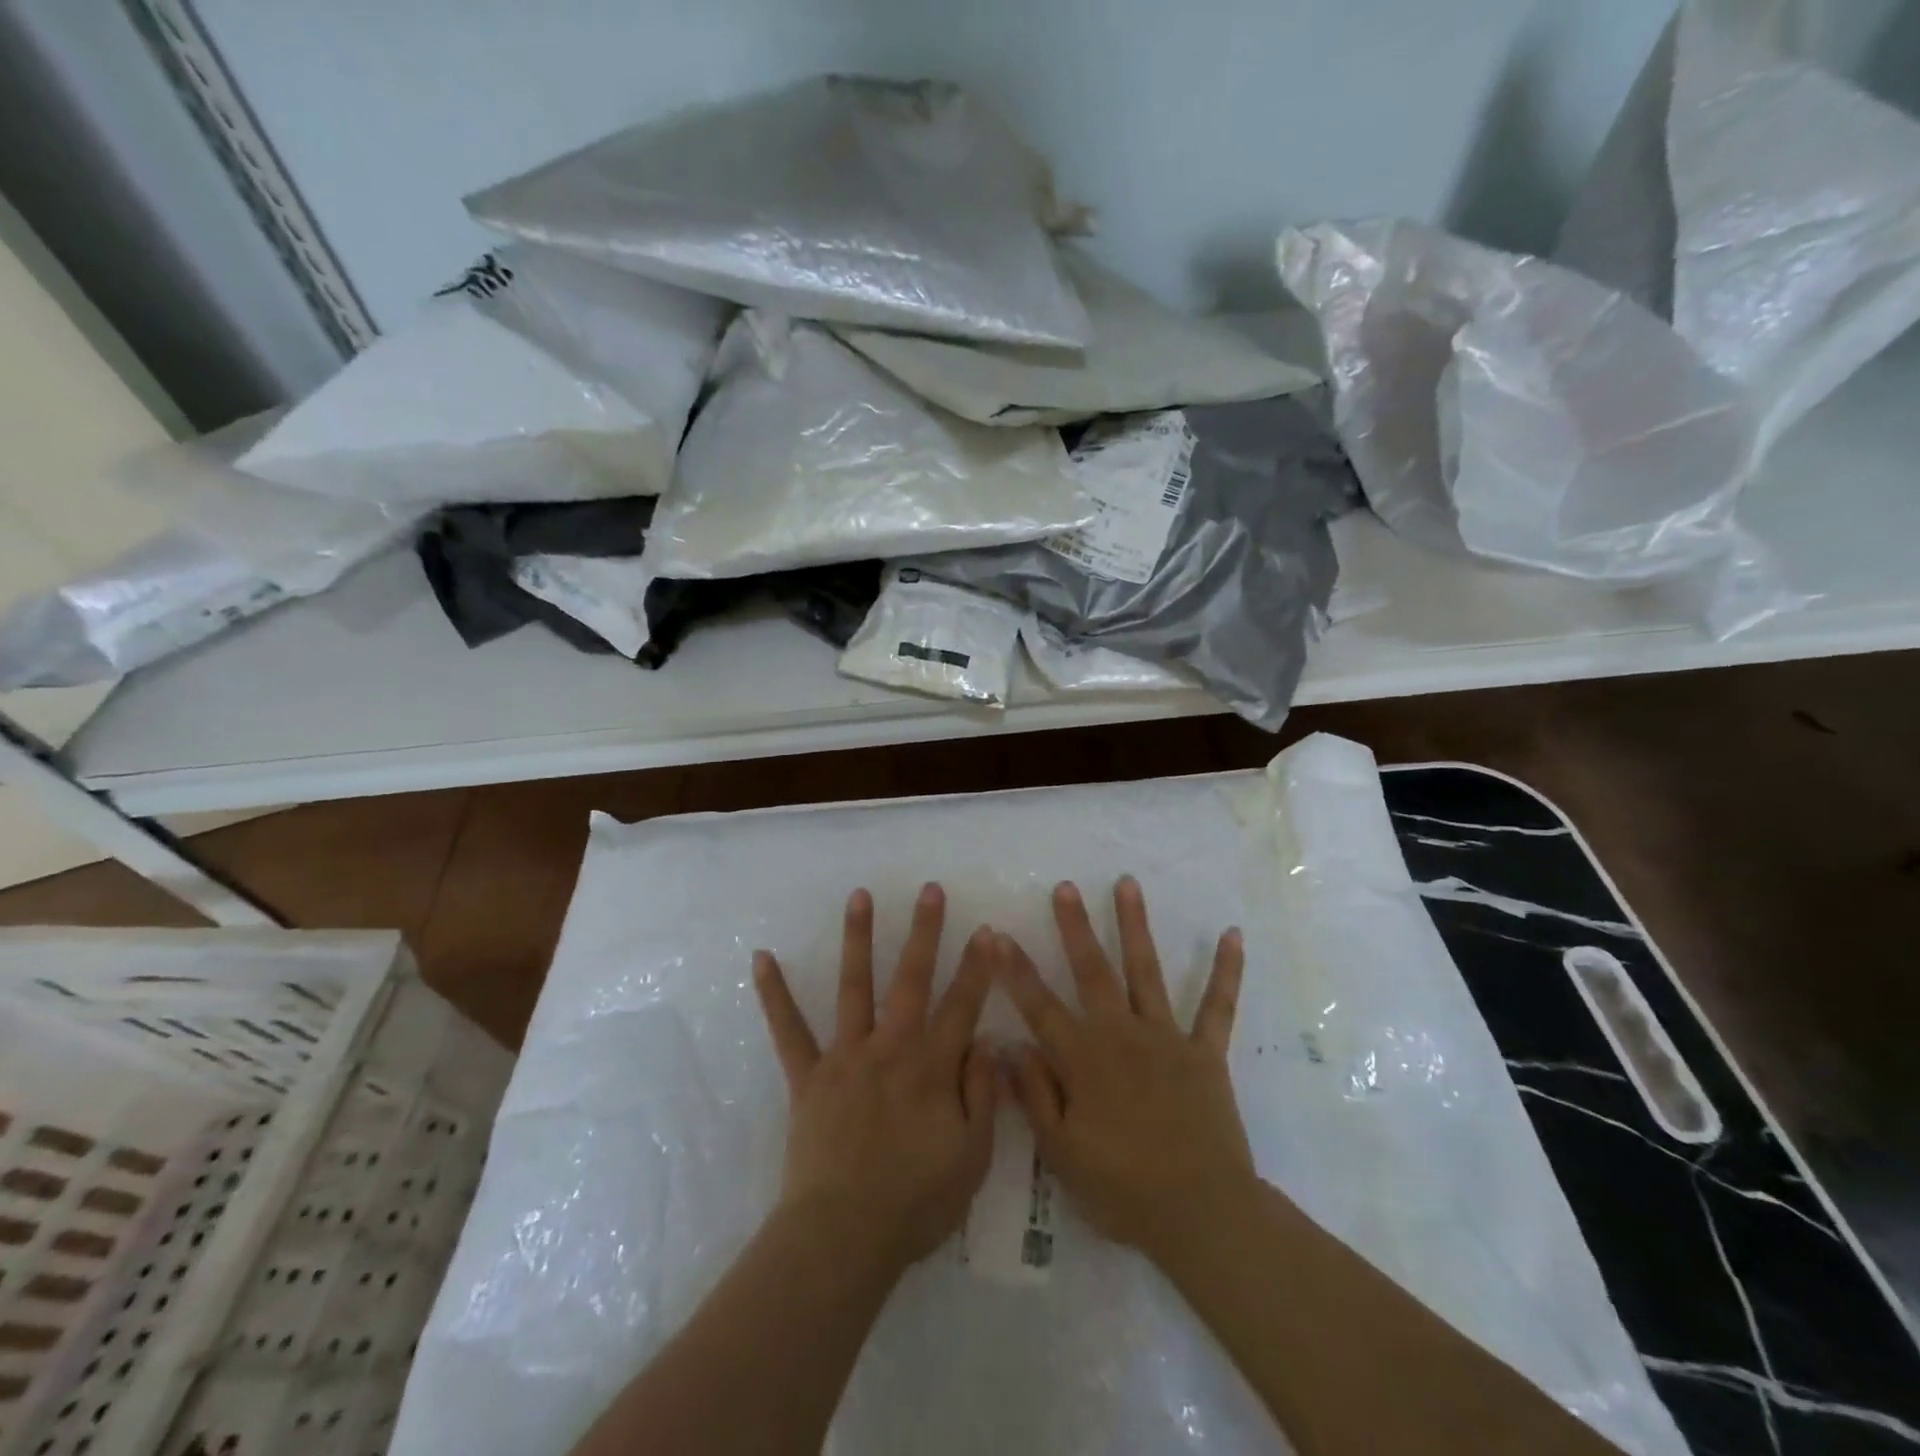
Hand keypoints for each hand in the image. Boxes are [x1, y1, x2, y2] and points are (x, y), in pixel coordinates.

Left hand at [753, 883, 998, 1276]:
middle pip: (911, 980)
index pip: (963, 1006)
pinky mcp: (808, 1077)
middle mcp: (889, 1048)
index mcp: (931, 1067)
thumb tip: (985, 1042)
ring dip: (858, 938)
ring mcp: (845, 1057)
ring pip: (853, 986)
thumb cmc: (914, 1203)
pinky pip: (788, 1030)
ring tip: (860, 896)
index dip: (978, 968)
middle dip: (924, 932)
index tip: (987, 931)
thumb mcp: (972, 1157)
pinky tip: (761, 958)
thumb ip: (982, 1094)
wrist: (842, 1238)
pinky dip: (774, 994)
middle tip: (930, 890)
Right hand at [996, 876, 1251, 1263]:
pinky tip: (1233, 935)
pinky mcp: (1204, 1052)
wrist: (1201, 1213)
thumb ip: (1034, 1095)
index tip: (995, 935)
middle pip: (1092, 971)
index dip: (1014, 970)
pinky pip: (1216, 1006)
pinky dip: (1226, 971)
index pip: (1039, 1005)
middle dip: (1075, 927)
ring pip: (1145, 970)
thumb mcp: (1062, 1153)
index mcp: (1084, 1059)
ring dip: (1135, 925)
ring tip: (1127, 884)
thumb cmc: (1123, 1188)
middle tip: (1065, 887)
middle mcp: (1121, 1034)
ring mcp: (1165, 1038)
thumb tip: (1010, 1044)